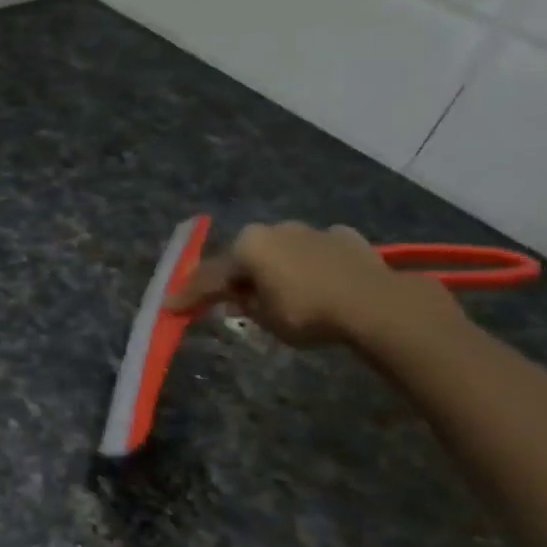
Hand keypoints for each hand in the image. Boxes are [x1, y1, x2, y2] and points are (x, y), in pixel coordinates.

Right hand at [166, 221, 460, 347]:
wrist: (375, 304)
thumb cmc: (307, 313)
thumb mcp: (263, 317)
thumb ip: (243, 302)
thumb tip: (238, 295)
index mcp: (248, 246)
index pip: (210, 275)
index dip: (189, 294)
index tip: (172, 307)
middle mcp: (275, 229)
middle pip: (245, 255)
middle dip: (235, 275)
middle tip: (226, 296)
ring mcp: (312, 229)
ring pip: (281, 250)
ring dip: (273, 267)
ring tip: (275, 289)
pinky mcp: (345, 237)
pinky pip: (315, 251)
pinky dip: (309, 263)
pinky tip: (316, 279)